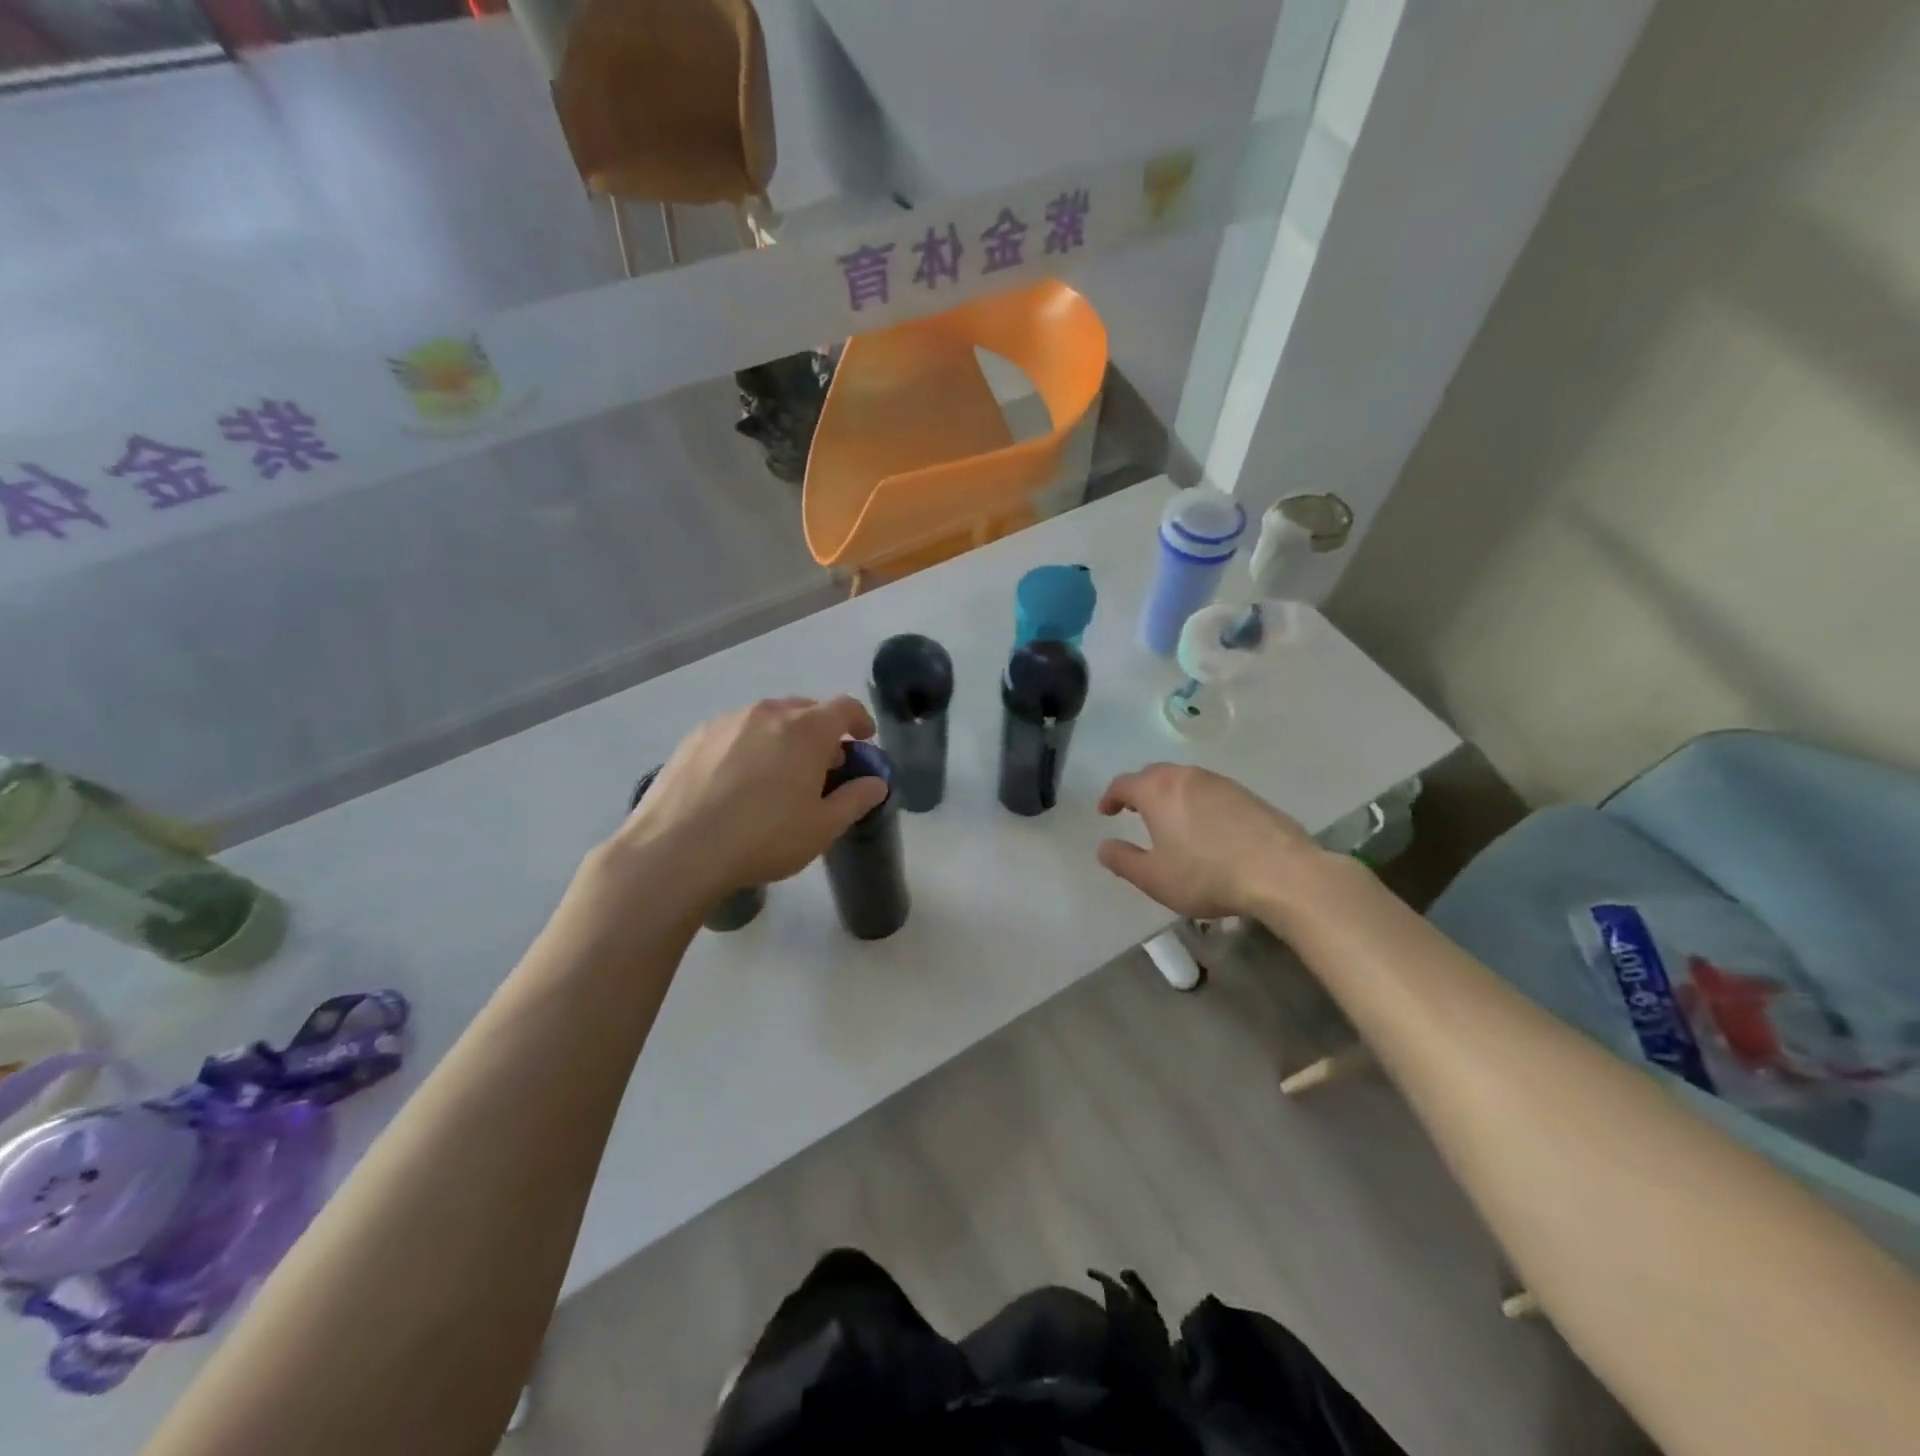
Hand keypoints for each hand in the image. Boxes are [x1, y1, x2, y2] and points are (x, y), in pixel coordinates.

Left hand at [600, 697, 888, 909]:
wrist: (676, 849)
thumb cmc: (763, 838)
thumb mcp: (822, 828)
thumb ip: (855, 799)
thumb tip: (876, 783)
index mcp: (805, 730)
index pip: (844, 708)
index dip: (860, 720)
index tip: (864, 739)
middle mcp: (767, 714)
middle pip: (805, 710)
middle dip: (822, 732)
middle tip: (823, 765)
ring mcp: (726, 722)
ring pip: (767, 719)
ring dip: (783, 737)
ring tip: (779, 773)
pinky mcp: (695, 737)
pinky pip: (735, 732)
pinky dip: (749, 746)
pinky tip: (738, 781)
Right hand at [1096, 764, 1326, 919]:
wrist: (1281, 873)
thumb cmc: (1207, 875)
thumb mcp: (1154, 878)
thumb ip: (1123, 860)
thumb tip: (1104, 847)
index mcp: (1158, 791)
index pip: (1124, 784)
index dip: (1110, 797)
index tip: (1106, 812)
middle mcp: (1187, 777)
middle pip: (1154, 774)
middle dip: (1139, 790)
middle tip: (1134, 811)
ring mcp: (1221, 783)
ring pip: (1185, 780)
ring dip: (1170, 794)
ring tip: (1170, 819)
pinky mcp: (1248, 795)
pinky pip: (1211, 791)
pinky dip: (1197, 802)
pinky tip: (1206, 827)